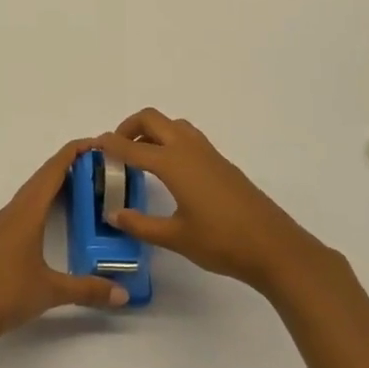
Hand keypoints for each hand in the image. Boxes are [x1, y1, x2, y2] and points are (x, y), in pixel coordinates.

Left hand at [0, 139, 128, 358]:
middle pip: (43, 176)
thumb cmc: (5, 293)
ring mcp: (4, 224)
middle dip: (70, 164)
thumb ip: (88, 289)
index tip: (99, 143)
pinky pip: (26, 206)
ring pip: (33, 191)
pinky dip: (44, 199)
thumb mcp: (50, 291)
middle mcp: (14, 210)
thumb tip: (123, 294)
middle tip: (100, 164)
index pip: (53, 170)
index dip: (74, 152)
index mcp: (27, 211)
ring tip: (83, 183)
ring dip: (55, 182)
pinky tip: (54, 213)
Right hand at [95, 108, 338, 296]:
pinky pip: (188, 137)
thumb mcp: (175, 237)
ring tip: (140, 157)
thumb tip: (113, 214)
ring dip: (152, 131)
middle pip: (152, 119)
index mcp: (173, 163)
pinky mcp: (221, 163)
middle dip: (129, 127)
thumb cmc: (222, 242)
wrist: (275, 247)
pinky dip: (170, 141)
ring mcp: (208, 153)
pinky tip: (170, 171)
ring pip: (173, 125)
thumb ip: (140, 224)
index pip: (132, 147)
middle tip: (116, 150)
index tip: (93, 146)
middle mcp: (189, 149)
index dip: (110, 144)